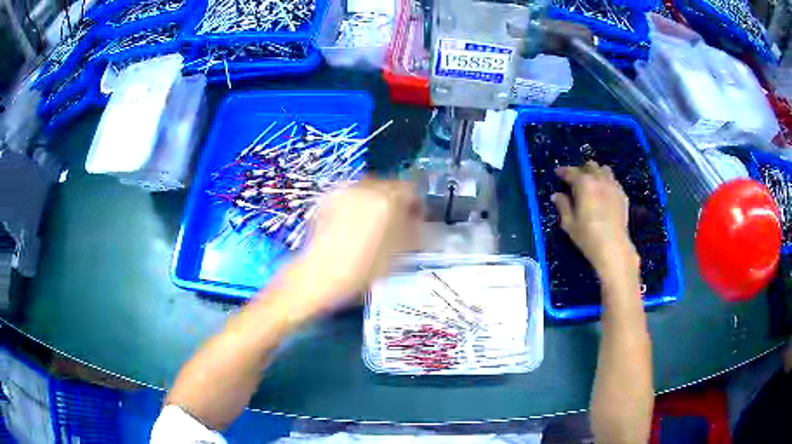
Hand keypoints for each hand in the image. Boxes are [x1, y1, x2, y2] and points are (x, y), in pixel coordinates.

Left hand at [274, 179, 421, 318]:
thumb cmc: (364, 269)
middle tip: (396, 222)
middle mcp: (366, 187)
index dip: (416, 205)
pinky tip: (353, 225)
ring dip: (376, 201)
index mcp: (387, 199)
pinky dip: (357, 205)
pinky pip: (351, 196)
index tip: (416, 220)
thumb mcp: (399, 253)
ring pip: (369, 189)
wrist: (320, 275)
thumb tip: (420, 221)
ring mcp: (344, 191)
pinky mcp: (328, 198)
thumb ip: (414, 231)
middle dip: (396, 201)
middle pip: (389, 186)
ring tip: (373, 224)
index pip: (411, 190)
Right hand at [552, 161, 639, 284]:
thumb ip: (562, 206)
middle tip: (575, 179)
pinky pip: (614, 181)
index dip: (563, 171)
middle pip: (590, 166)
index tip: (557, 173)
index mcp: (584, 184)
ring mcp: (613, 186)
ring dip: (596, 173)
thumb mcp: (569, 223)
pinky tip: (604, 192)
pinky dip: (607, 181)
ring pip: (604, 169)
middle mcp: (599, 179)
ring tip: (592, 183)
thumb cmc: (588, 236)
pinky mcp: (622, 195)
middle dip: (581, 170)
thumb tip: (556, 195)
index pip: (571, 172)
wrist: (613, 247)